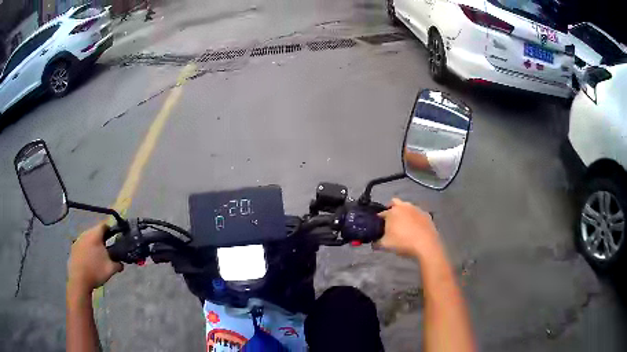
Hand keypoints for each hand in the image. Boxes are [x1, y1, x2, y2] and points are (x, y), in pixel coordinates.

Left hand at [68, 223, 122, 293]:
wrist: (79, 280)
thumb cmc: (96, 271)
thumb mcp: (111, 269)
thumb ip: (118, 264)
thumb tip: (121, 263)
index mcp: (95, 235)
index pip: (104, 225)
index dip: (111, 229)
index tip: (116, 237)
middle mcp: (85, 233)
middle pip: (95, 231)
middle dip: (102, 238)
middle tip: (108, 248)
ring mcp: (78, 240)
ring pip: (88, 238)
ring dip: (93, 244)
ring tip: (98, 255)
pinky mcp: (73, 248)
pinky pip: (82, 245)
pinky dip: (87, 249)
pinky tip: (89, 260)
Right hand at [377, 198, 441, 258]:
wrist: (426, 245)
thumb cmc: (403, 243)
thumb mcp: (385, 246)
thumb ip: (376, 243)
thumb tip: (374, 243)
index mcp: (392, 212)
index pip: (381, 214)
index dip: (378, 221)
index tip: (379, 228)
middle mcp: (404, 206)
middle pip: (394, 202)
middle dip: (391, 209)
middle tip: (391, 221)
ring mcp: (416, 209)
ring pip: (407, 207)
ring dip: (404, 213)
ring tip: (404, 226)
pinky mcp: (426, 214)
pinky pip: (417, 214)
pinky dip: (414, 218)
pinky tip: (415, 228)